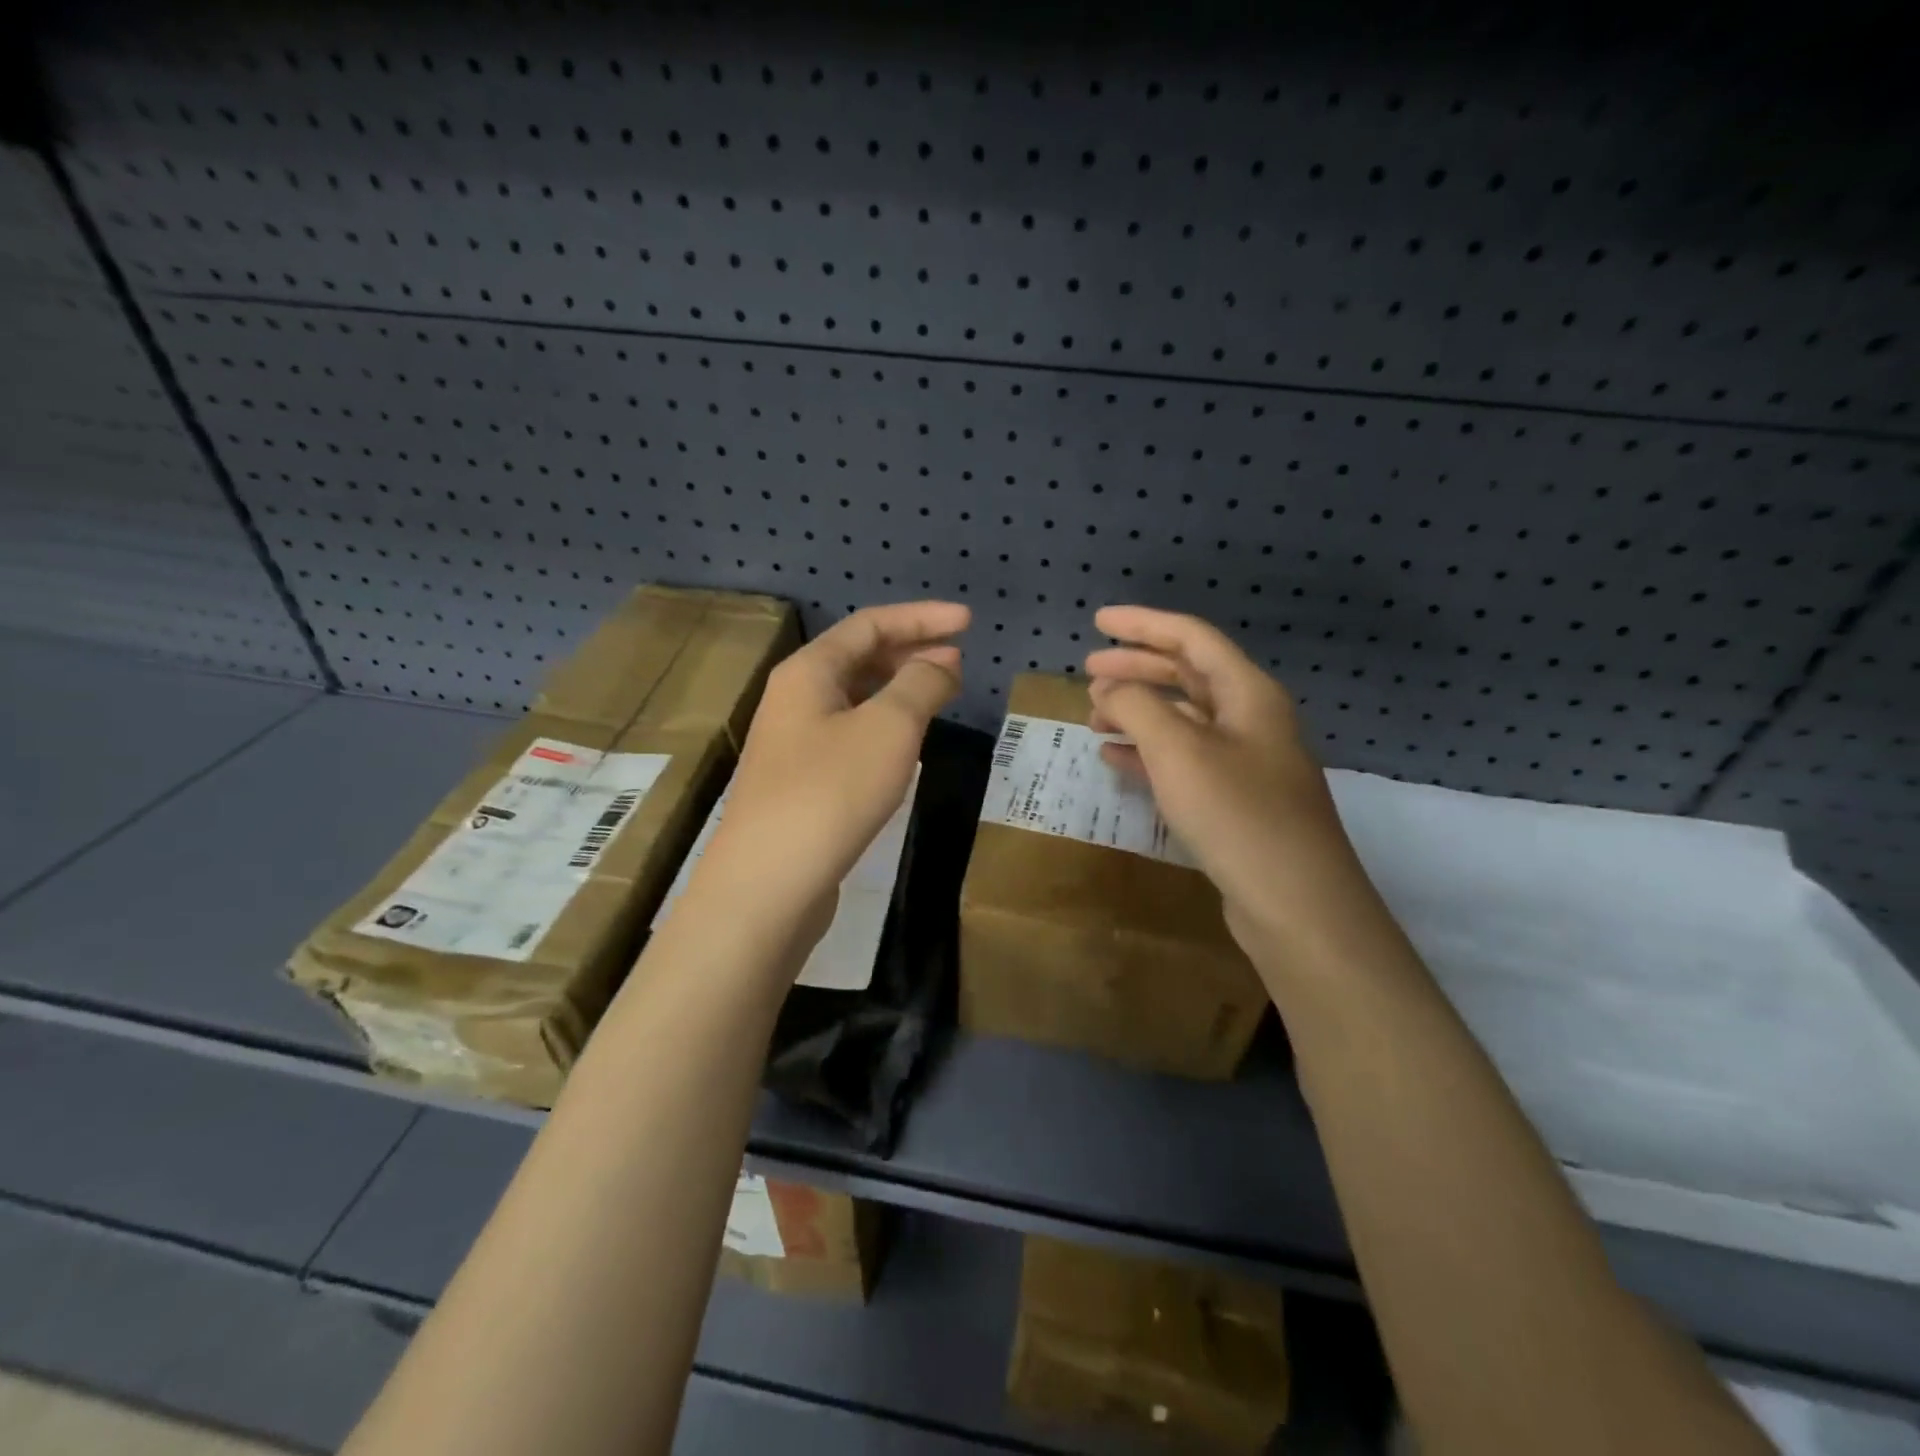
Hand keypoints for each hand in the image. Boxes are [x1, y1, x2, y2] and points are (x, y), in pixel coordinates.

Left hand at [691, 601, 967, 942]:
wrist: (768, 882)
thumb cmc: (832, 792)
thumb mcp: (889, 728)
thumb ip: (921, 685)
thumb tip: (941, 662)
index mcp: (809, 671)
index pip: (871, 625)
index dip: (922, 618)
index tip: (969, 622)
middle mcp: (794, 698)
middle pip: (858, 658)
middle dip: (912, 652)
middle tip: (959, 662)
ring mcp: (794, 743)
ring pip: (854, 698)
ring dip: (899, 690)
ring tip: (940, 696)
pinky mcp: (801, 782)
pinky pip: (850, 735)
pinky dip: (884, 726)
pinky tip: (906, 745)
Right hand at [1084, 606, 1372, 954]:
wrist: (1297, 905)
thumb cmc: (1237, 814)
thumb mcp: (1178, 750)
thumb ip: (1137, 707)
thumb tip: (1110, 689)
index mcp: (1248, 693)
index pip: (1191, 638)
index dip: (1143, 624)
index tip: (1098, 621)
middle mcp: (1251, 720)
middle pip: (1187, 675)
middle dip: (1136, 668)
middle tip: (1088, 670)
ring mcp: (1245, 763)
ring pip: (1183, 720)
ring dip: (1138, 712)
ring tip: (1093, 716)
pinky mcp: (1235, 802)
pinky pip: (1183, 761)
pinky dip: (1147, 753)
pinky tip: (1114, 758)